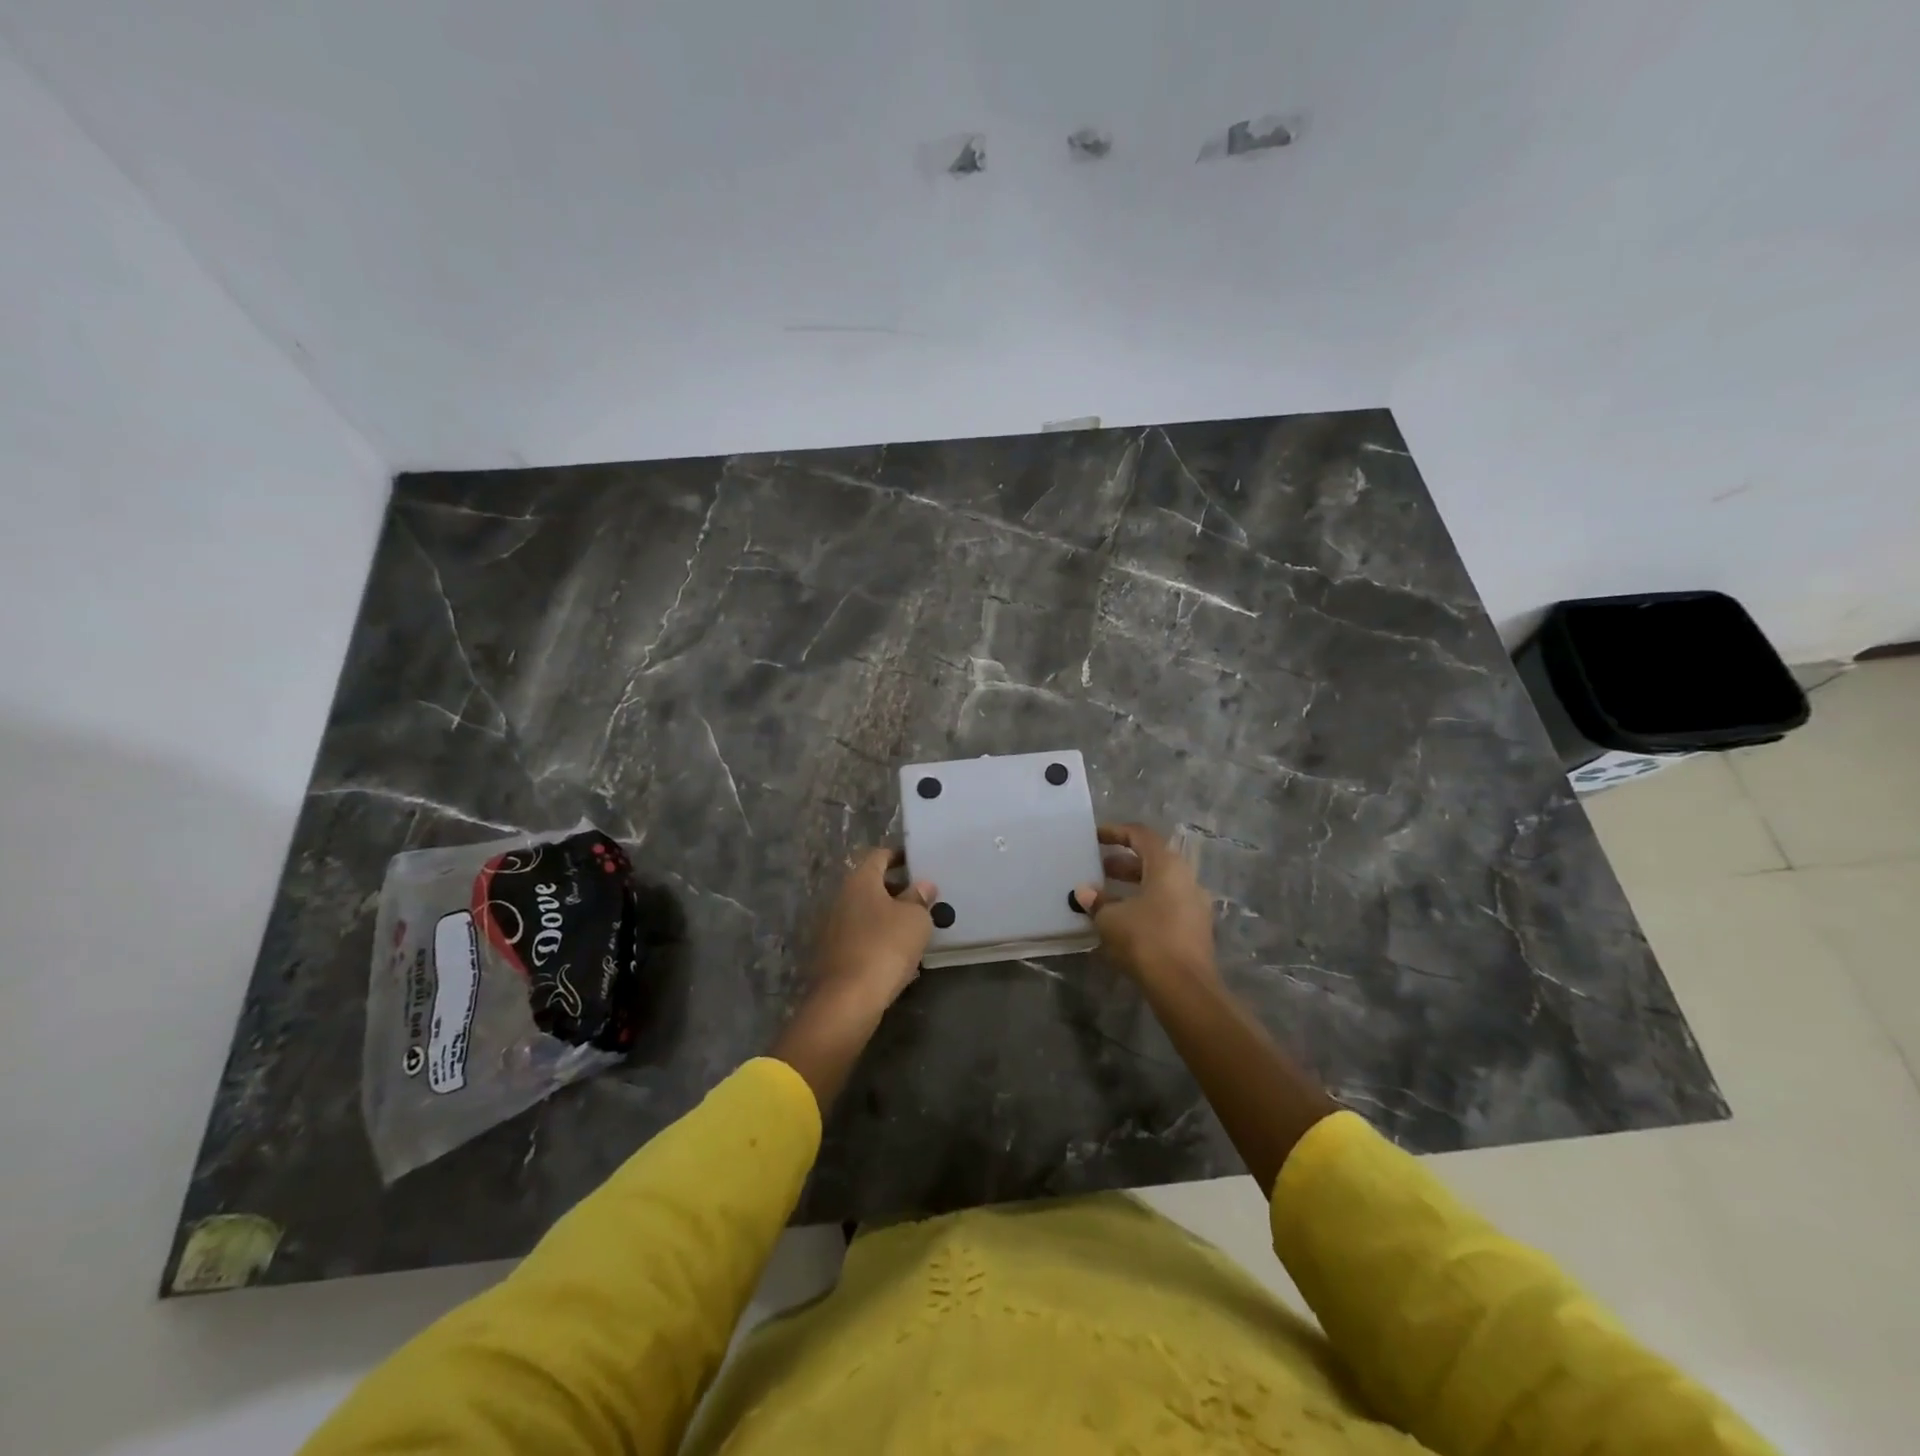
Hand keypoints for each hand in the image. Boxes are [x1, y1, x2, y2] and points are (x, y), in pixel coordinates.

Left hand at [811, 847, 938, 1009]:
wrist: (847, 999)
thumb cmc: (885, 947)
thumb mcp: (915, 919)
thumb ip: (919, 898)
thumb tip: (922, 885)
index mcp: (860, 881)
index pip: (879, 856)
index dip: (898, 856)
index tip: (916, 862)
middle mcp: (841, 898)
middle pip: (870, 885)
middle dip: (896, 889)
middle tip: (921, 899)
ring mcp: (832, 927)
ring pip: (865, 913)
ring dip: (886, 917)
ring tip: (913, 928)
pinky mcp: (831, 955)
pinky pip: (859, 938)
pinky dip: (877, 940)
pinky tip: (896, 956)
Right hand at [1072, 823, 1216, 986]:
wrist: (1184, 988)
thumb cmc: (1146, 939)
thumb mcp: (1111, 918)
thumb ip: (1097, 901)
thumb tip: (1085, 892)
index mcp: (1167, 866)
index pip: (1141, 835)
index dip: (1116, 832)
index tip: (1094, 837)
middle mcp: (1186, 879)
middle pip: (1152, 860)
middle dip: (1123, 863)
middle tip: (1098, 869)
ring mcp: (1195, 905)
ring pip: (1160, 885)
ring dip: (1133, 886)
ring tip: (1105, 897)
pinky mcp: (1195, 930)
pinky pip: (1167, 906)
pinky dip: (1144, 905)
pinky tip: (1123, 922)